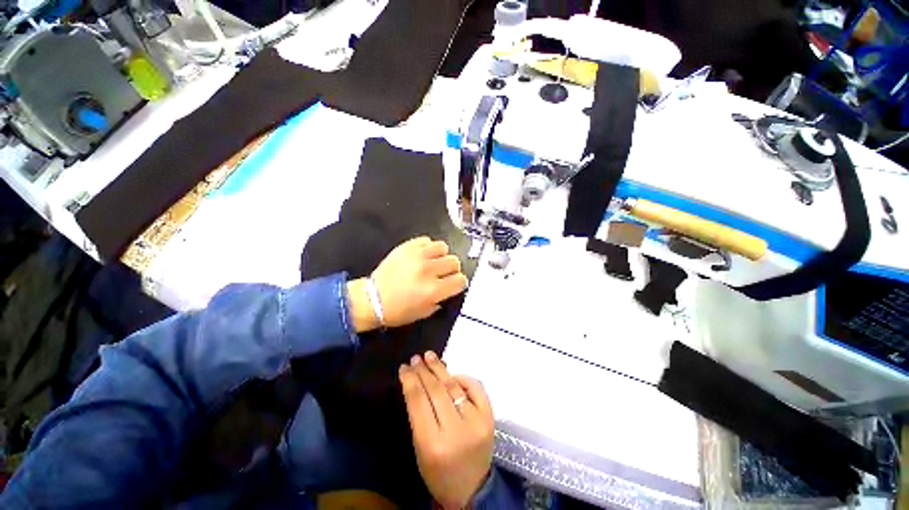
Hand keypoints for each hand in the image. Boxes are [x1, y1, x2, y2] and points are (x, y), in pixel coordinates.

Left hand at [372, 237, 467, 327]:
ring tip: (434, 261)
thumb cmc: (398, 311)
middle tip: (444, 273)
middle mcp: (427, 270)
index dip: (460, 282)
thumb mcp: (425, 312)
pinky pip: (427, 240)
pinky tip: (423, 255)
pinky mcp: (406, 247)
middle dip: (452, 269)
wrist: (371, 299)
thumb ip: (442, 299)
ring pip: (443, 247)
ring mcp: (416, 256)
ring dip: (441, 255)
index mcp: (433, 290)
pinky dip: (428, 247)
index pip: (460, 280)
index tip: (455, 283)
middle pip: (454, 261)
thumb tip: (450, 286)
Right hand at [400, 352, 494, 509]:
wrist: (472, 489)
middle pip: (436, 391)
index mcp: (433, 444)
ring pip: (454, 386)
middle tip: (415, 358)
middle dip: (423, 371)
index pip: (419, 402)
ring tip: (430, 356)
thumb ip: (419, 416)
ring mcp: (476, 422)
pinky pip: (476, 388)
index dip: (410, 380)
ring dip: (440, 369)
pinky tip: (452, 373)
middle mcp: (456, 431)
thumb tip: (418, 381)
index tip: (404, 367)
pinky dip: (463, 378)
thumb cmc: (439, 473)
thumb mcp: (420, 449)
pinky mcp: (489, 417)